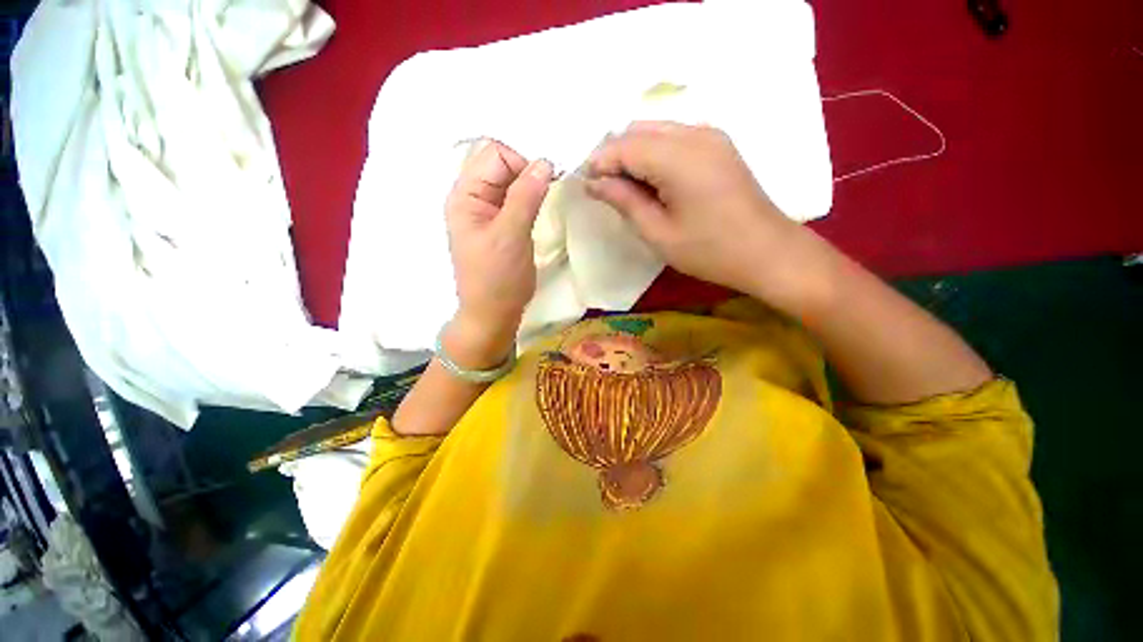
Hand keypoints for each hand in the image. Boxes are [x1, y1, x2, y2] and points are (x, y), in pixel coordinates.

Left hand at [444, 139, 552, 367]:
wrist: (494, 313)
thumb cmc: (498, 278)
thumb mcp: (511, 236)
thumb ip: (526, 196)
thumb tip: (545, 162)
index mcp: (465, 196)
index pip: (494, 154)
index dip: (522, 161)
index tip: (547, 180)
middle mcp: (473, 198)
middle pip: (501, 163)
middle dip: (527, 169)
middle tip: (550, 187)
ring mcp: (487, 211)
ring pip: (510, 181)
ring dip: (531, 183)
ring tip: (548, 196)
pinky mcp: (500, 224)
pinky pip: (515, 198)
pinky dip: (530, 196)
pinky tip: (541, 205)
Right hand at [585, 122, 803, 299]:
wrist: (766, 252)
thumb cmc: (709, 250)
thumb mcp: (658, 233)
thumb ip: (624, 201)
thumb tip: (593, 182)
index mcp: (678, 157)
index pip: (624, 146)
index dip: (599, 163)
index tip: (586, 186)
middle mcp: (695, 133)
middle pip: (638, 130)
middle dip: (614, 156)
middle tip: (605, 189)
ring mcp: (711, 135)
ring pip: (655, 130)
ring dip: (634, 154)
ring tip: (627, 188)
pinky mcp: (718, 144)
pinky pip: (674, 137)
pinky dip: (654, 153)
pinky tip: (652, 181)